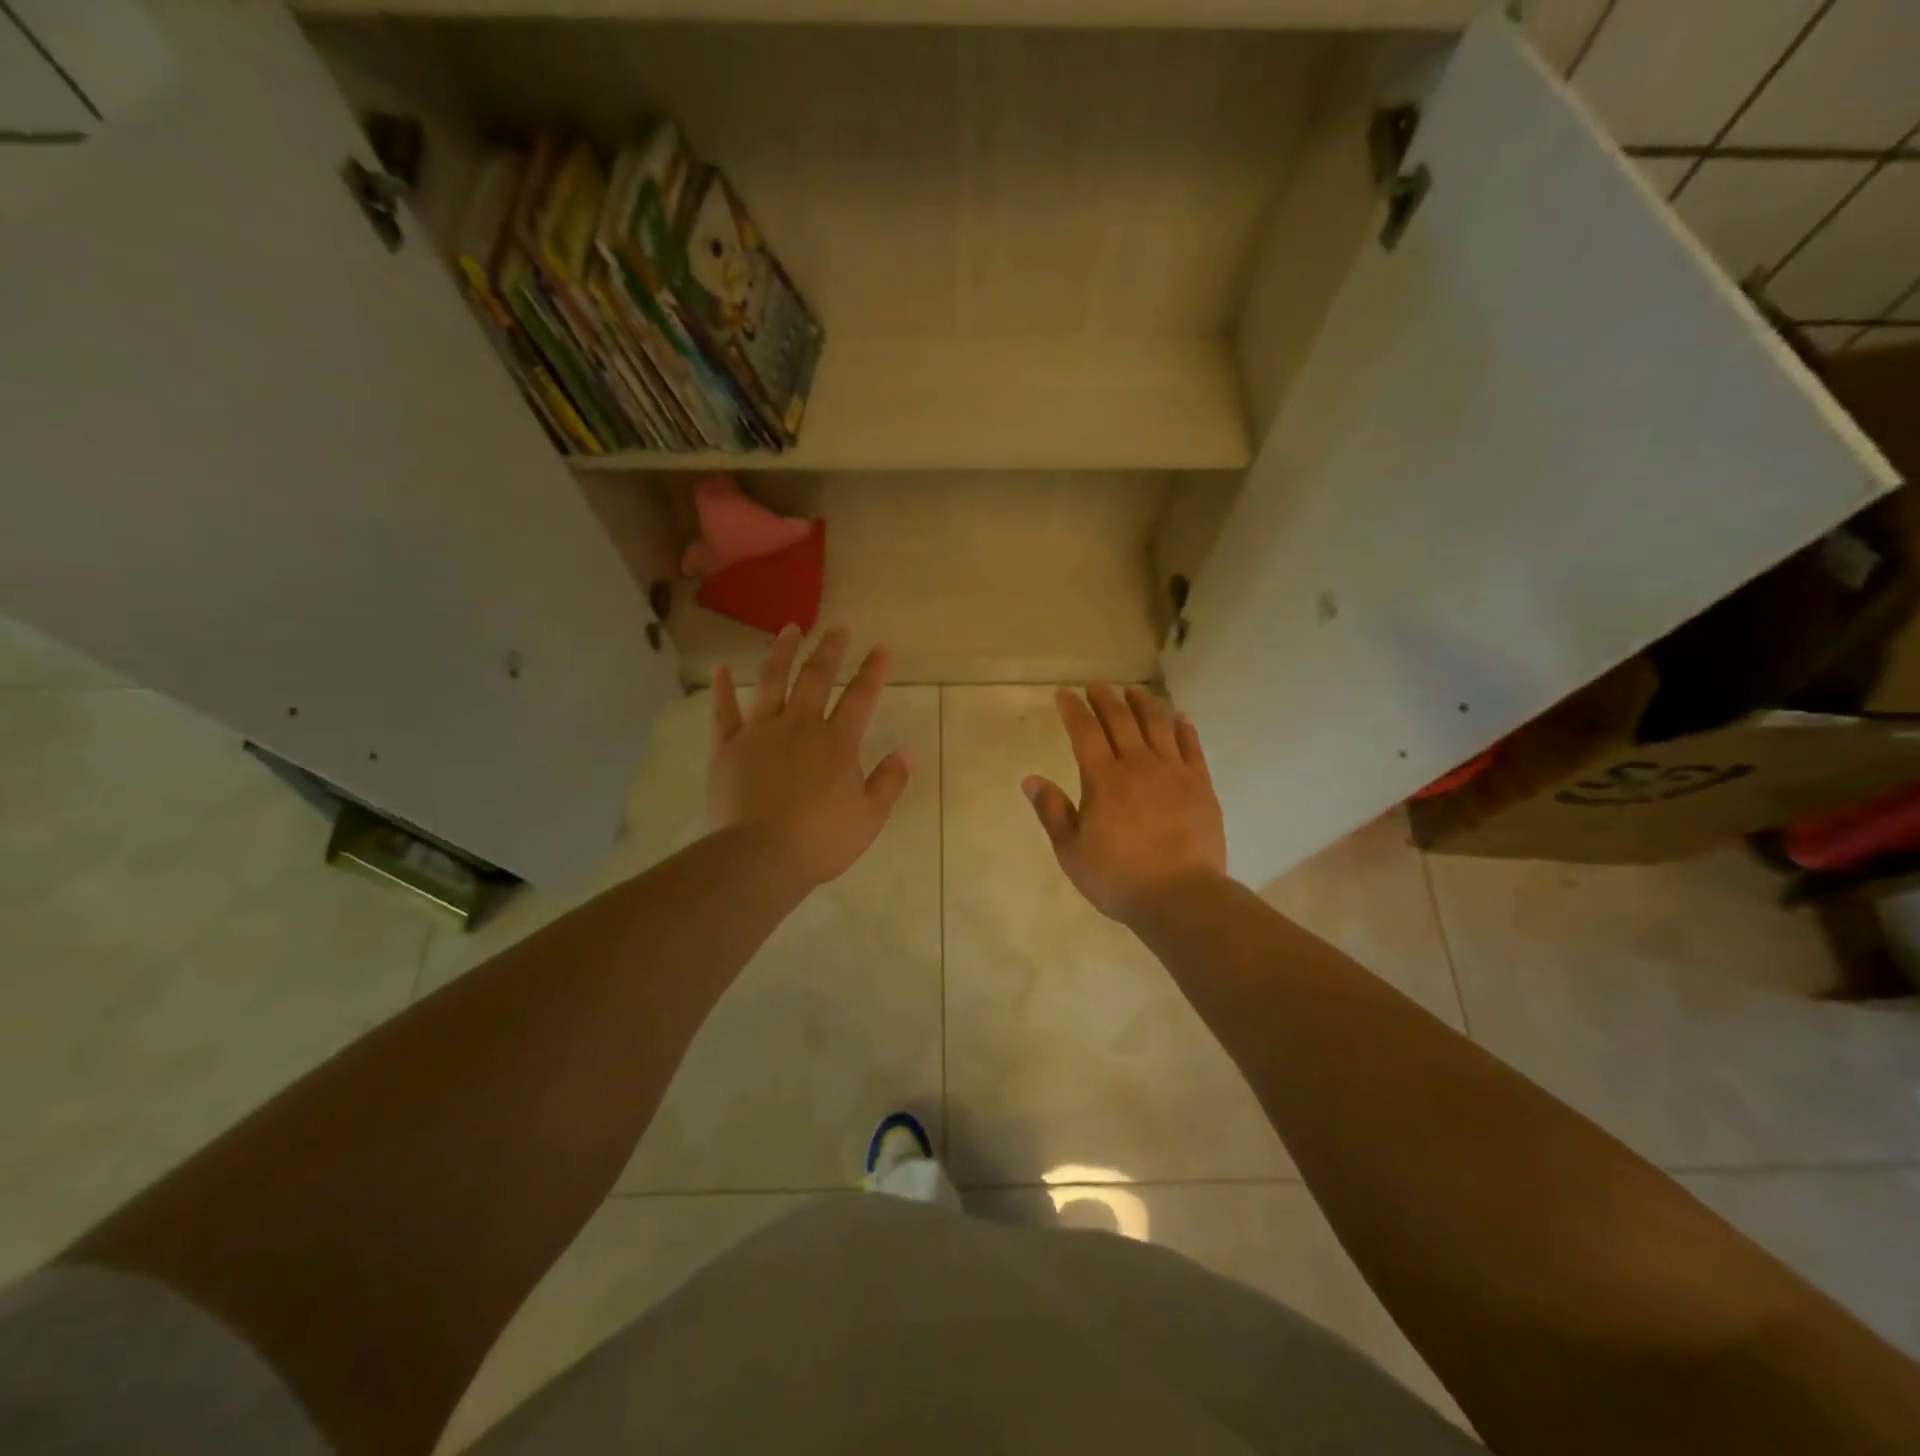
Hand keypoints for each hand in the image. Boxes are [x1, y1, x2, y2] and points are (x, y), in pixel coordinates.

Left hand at [709, 626, 912, 891]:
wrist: (759, 857)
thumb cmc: (820, 841)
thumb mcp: (869, 817)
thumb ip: (889, 782)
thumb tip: (908, 752)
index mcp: (837, 742)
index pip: (860, 697)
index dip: (873, 671)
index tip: (882, 648)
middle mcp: (799, 726)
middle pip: (816, 678)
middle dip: (830, 650)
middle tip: (837, 627)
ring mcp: (760, 733)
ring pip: (772, 682)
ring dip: (782, 652)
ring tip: (790, 629)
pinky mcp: (728, 747)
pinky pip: (724, 712)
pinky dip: (723, 688)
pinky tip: (721, 668)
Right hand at [1024, 684, 1227, 925]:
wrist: (1182, 896)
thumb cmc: (1119, 877)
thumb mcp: (1072, 851)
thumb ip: (1052, 811)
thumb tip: (1030, 780)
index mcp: (1103, 779)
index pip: (1085, 732)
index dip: (1073, 709)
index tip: (1064, 694)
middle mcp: (1139, 765)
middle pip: (1121, 721)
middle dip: (1106, 699)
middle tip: (1097, 685)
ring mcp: (1174, 772)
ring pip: (1157, 725)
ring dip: (1144, 704)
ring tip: (1134, 692)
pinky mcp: (1201, 785)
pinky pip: (1191, 746)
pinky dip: (1183, 727)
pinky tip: (1179, 718)